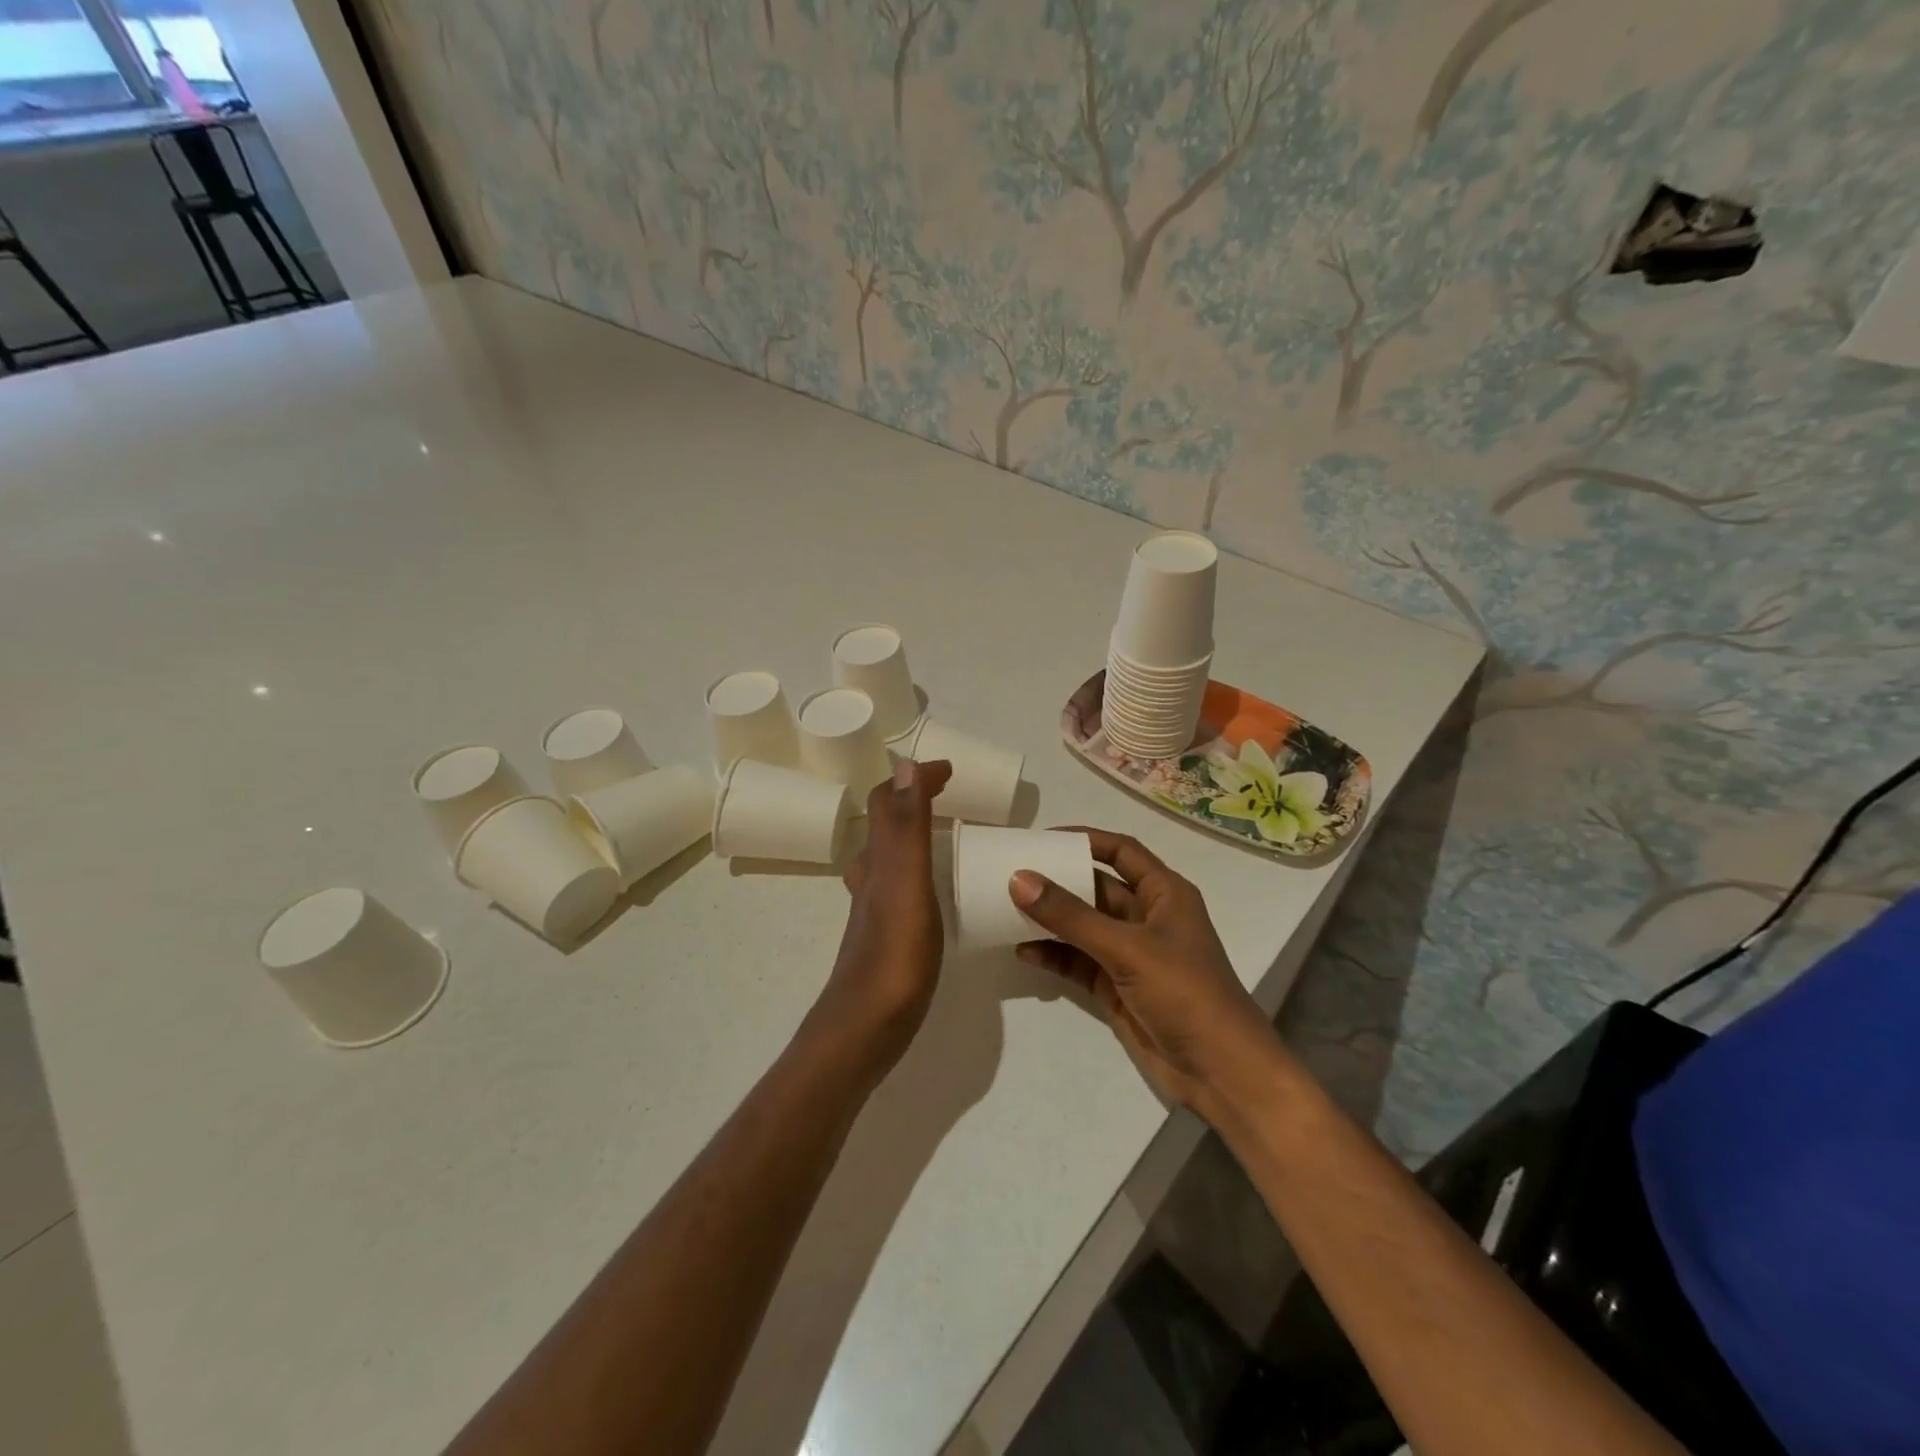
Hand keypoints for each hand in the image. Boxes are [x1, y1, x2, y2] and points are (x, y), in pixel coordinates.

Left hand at [810, 758, 953, 1082]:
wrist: (865, 1028)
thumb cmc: (893, 955)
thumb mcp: (906, 883)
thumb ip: (907, 827)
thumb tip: (904, 764)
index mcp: (878, 860)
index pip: (889, 802)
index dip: (915, 778)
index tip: (950, 770)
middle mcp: (872, 877)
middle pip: (886, 825)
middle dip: (915, 801)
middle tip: (955, 799)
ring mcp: (877, 908)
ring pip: (891, 856)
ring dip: (916, 834)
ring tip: (952, 836)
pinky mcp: (888, 934)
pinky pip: (903, 885)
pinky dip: (920, 870)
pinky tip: (940, 891)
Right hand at [1011, 828, 1280, 1113]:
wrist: (1219, 1072)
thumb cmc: (1184, 992)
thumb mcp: (1127, 948)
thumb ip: (1071, 915)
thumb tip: (1019, 878)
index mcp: (1164, 893)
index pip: (1121, 851)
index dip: (1085, 840)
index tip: (1041, 838)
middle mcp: (1147, 917)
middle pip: (1096, 887)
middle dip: (1057, 881)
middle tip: (1011, 873)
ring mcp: (1131, 954)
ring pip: (1083, 925)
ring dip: (1050, 919)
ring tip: (1006, 910)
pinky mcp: (1116, 986)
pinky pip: (1078, 961)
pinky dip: (1053, 954)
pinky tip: (1023, 951)